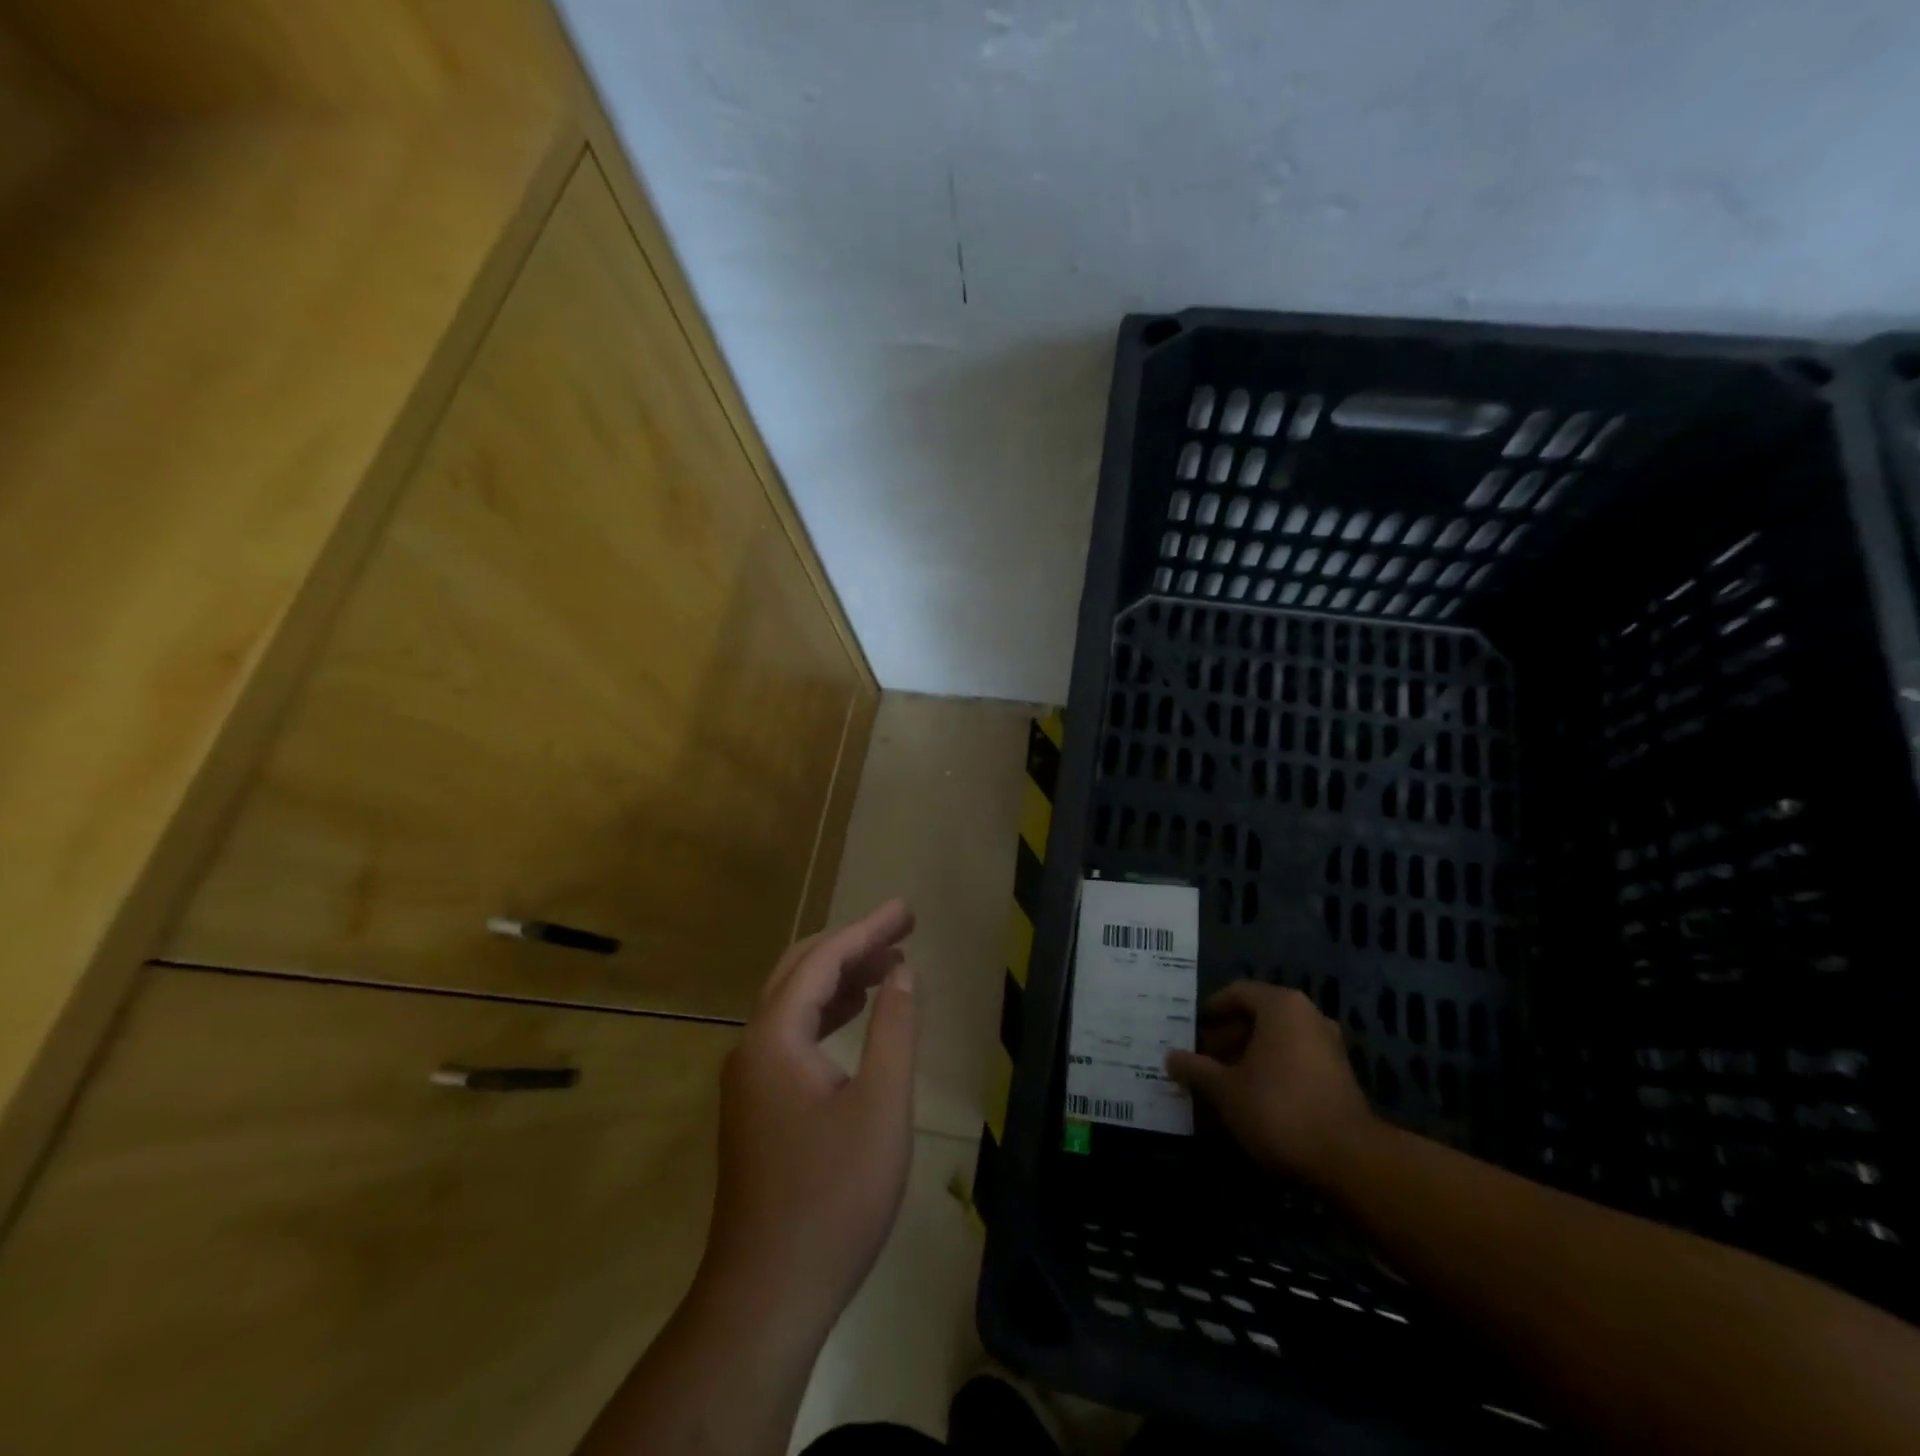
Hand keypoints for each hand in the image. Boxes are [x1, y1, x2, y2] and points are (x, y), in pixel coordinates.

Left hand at [701, 900, 918, 1337]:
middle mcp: (752, 1046)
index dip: (867, 930)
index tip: (907, 911)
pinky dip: (828, 1012)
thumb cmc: (833, 1198)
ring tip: (889, 964)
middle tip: (902, 928)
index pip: (823, 961)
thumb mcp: (881, 1107)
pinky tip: (856, 1015)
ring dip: (840, 976)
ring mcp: (749, 1078)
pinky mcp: (757, 1105)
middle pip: (800, 971)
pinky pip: (792, 1034)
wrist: (768, 1296)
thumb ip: (893, 1029)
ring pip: (794, 1002)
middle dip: (851, 943)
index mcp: (774, 1038)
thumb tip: (900, 972)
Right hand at [1166, 982, 1374, 1188]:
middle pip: (1258, 1016)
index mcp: (1281, 1006)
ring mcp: (1329, 1047)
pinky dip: (1271, 1072)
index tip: (1190, 1031)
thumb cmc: (1277, 1108)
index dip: (1210, 1011)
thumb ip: (1195, 1069)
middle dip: (1227, 1037)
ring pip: (1277, 1041)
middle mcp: (1309, 1017)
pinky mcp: (1340, 1078)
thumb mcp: (1224, 1089)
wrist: (1348, 1161)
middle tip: (1201, 1060)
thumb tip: (1170, 1057)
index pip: (1237, 993)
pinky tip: (1252, 1100)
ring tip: (1222, 1082)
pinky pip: (1295, 1062)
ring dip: (1248, 1057)